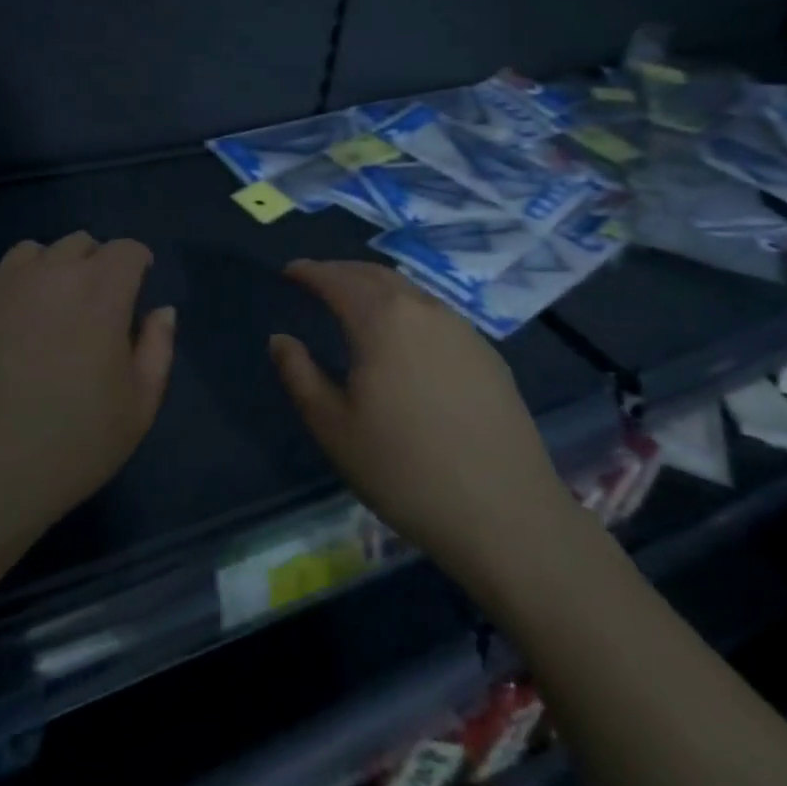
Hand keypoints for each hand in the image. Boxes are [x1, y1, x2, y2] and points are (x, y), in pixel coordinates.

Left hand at [0, 233, 175, 545]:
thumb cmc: (70, 445)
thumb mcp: (138, 408)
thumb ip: (157, 349)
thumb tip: (161, 311)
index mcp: (100, 291)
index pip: (127, 250)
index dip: (138, 266)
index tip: (136, 292)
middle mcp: (52, 271)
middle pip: (82, 243)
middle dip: (96, 265)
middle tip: (93, 310)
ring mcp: (4, 281)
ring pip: (35, 251)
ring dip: (50, 270)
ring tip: (47, 312)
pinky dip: (9, 284)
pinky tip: (7, 322)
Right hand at [269, 260, 576, 575]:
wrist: (506, 514)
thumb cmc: (404, 470)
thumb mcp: (333, 427)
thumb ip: (299, 375)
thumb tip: (280, 339)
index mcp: (382, 320)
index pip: (337, 280)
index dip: (310, 272)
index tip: (289, 271)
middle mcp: (424, 310)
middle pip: (376, 275)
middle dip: (342, 271)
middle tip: (318, 280)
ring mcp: (462, 330)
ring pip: (410, 291)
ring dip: (376, 287)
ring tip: (356, 302)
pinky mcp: (488, 355)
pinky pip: (436, 314)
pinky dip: (407, 308)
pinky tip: (404, 336)